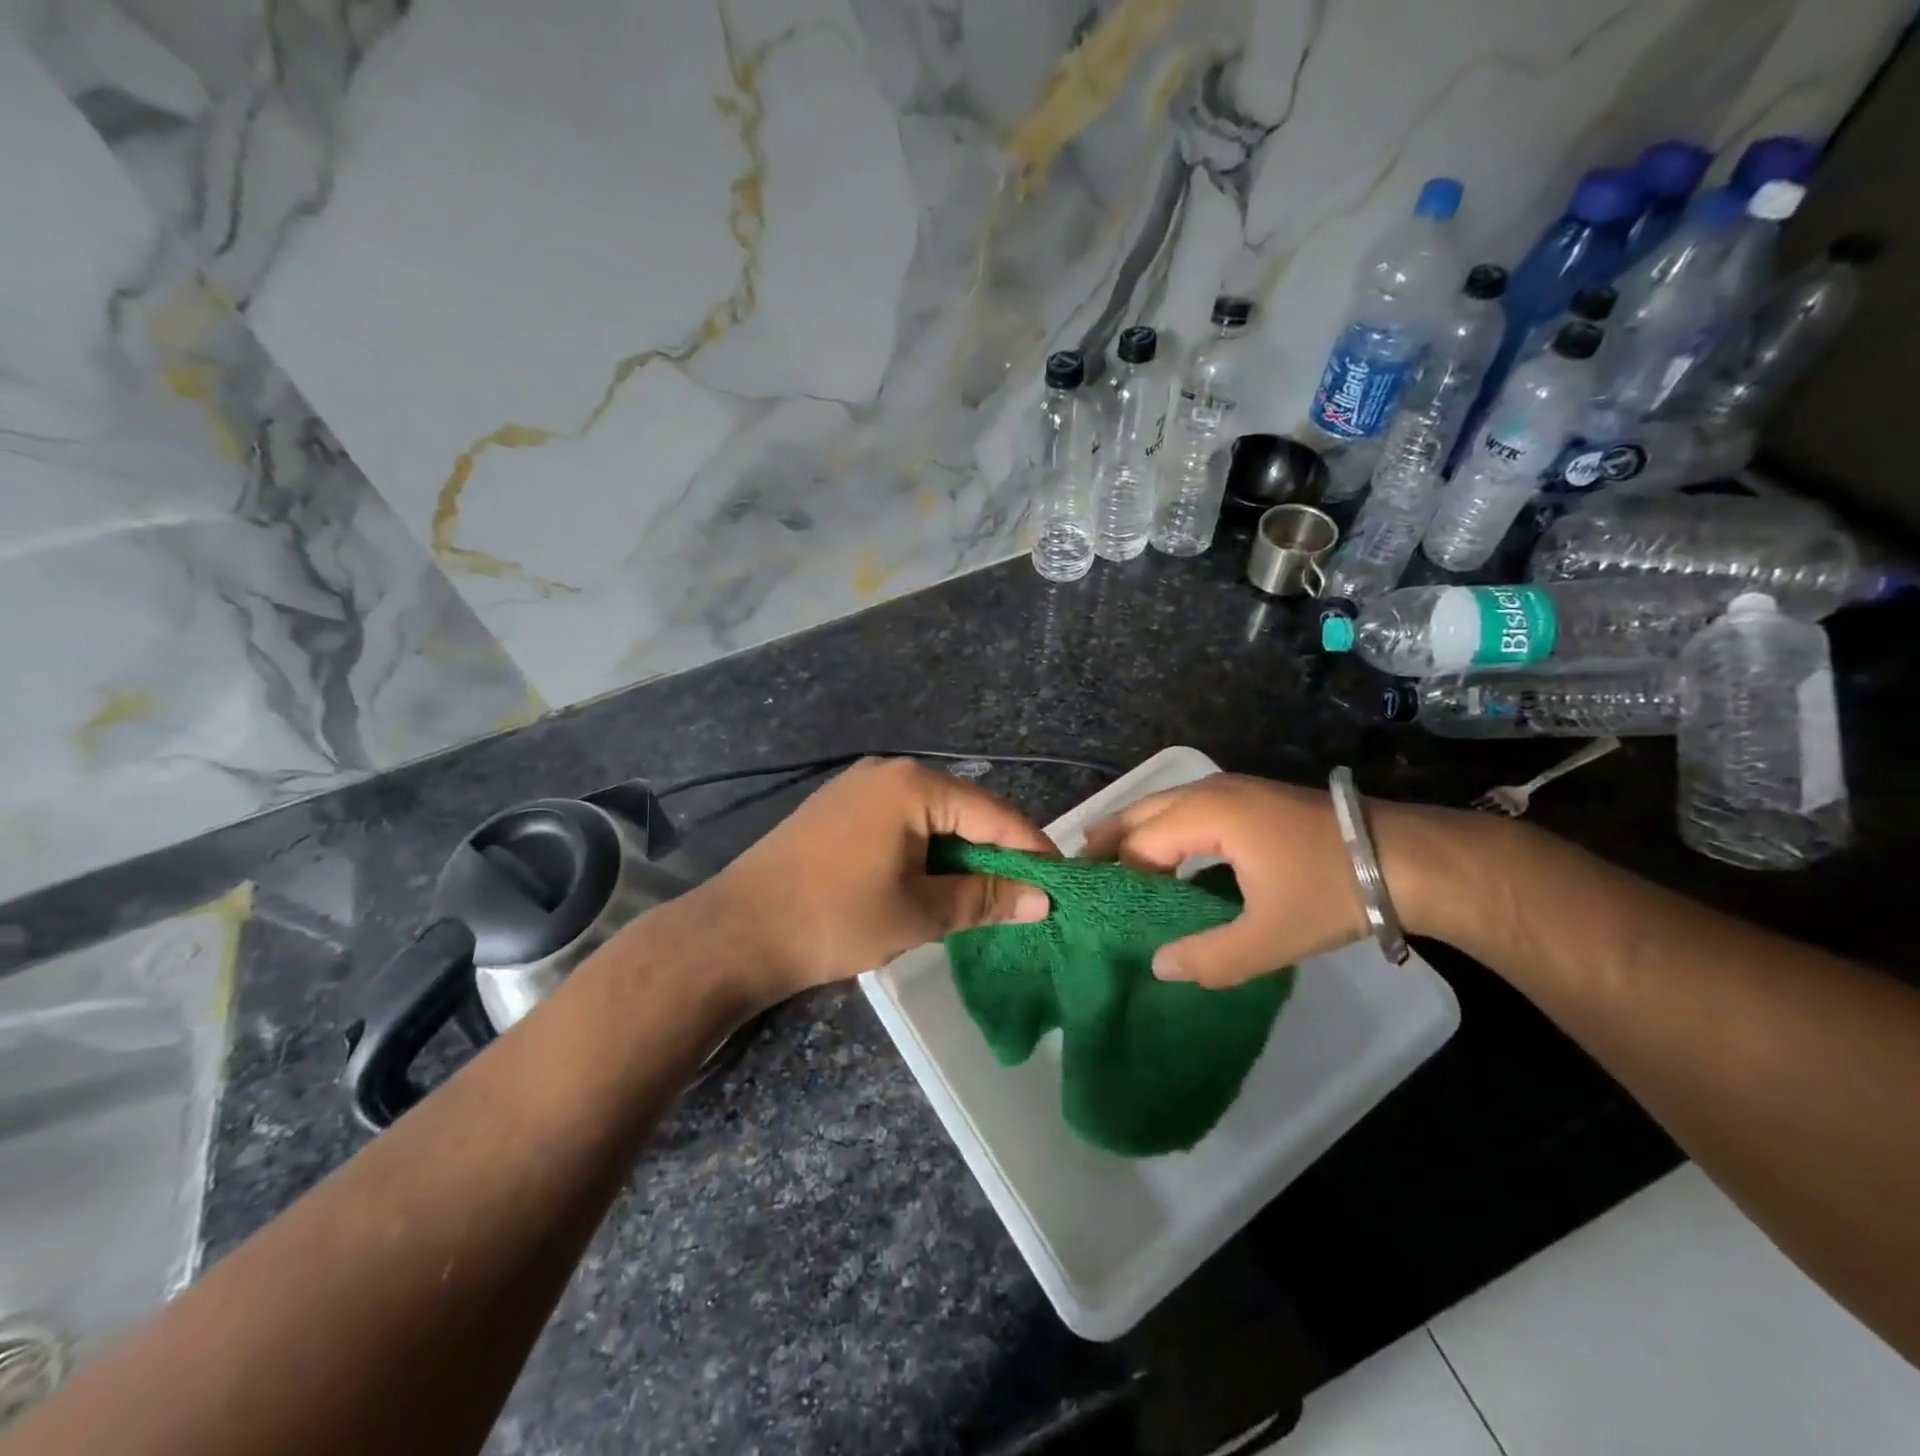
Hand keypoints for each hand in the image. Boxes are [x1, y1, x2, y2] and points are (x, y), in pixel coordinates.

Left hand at [696, 757, 1055, 1000]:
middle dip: (996, 853)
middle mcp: (889, 771)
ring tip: (986, 894)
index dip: (1031, 849)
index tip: (1060, 883)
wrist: (736, 931)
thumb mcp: (919, 913)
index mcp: (913, 785)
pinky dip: (926, 850)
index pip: (993, 814)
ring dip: (960, 854)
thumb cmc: (835, 918)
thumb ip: (985, 900)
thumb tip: (1043, 899)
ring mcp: (859, 786)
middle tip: (1026, 894)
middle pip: (964, 810)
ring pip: (932, 817)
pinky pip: (902, 822)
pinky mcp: (839, 808)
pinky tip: (934, 881)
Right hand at [1082, 775, 1390, 987]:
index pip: (1139, 843)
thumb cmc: (1332, 891)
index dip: (1115, 876)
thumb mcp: (1271, 936)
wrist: (1405, 856)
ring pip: (1162, 807)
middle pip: (1140, 811)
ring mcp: (1231, 790)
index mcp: (1207, 815)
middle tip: (1081, 876)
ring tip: (1111, 869)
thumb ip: (1209, 957)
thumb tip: (1158, 966)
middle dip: (1107, 841)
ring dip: (1134, 834)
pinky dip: (1162, 831)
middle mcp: (1210, 791)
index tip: (1095, 908)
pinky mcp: (1248, 799)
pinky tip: (1163, 860)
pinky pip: (1185, 810)